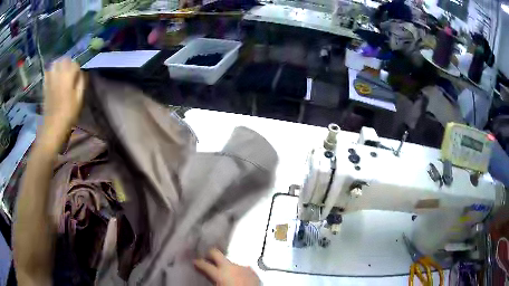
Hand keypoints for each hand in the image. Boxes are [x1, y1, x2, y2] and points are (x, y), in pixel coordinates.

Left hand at [43, 58, 84, 134]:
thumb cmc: (68, 113)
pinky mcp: (45, 85)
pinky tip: (53, 76)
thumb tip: (81, 73)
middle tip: (69, 71)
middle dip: (68, 63)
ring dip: (58, 65)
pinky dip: (50, 71)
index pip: (75, 64)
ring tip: (61, 71)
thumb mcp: (79, 99)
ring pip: (54, 63)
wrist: (53, 125)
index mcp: (68, 76)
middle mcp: (59, 74)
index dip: (77, 69)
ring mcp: (50, 79)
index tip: (77, 77)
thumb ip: (81, 83)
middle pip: (64, 60)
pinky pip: (47, 72)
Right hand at [194, 248, 259, 285]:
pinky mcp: (252, 271)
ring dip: (226, 265)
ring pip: (230, 261)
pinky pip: (242, 268)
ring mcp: (243, 267)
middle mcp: (231, 267)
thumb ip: (210, 279)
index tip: (195, 261)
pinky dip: (237, 271)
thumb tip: (205, 274)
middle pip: (216, 253)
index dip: (198, 262)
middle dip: (210, 254)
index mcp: (220, 273)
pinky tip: (237, 276)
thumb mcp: (217, 285)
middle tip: (206, 257)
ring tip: (224, 271)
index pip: (204, 264)